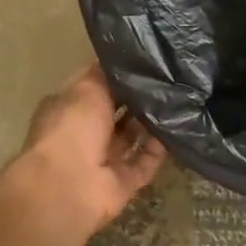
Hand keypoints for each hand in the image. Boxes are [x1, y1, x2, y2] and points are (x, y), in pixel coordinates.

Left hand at [4, 63, 165, 236]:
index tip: (144, 60)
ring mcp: (104, 159)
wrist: (69, 186)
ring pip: (132, 137)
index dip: (116, 73)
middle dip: (137, 98)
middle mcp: (85, 132)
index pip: (94, 86)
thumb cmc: (72, 127)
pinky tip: (177, 128)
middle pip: (115, 112)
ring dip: (151, 122)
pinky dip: (159, 149)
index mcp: (68, 108)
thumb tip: (122, 60)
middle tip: (167, 79)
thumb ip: (105, 73)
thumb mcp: (87, 86)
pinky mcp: (123, 181)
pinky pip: (145, 162)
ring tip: (176, 100)